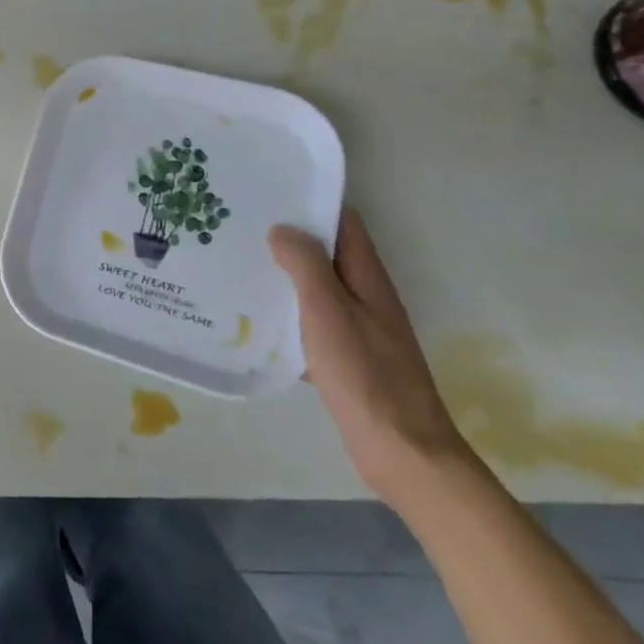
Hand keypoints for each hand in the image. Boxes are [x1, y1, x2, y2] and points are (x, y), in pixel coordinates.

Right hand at [268, 209, 473, 504]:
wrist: (402, 453)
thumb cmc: (365, 374)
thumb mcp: (328, 311)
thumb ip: (305, 265)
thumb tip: (283, 229)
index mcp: (368, 278)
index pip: (344, 222)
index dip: (313, 202)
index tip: (270, 191)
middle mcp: (367, 297)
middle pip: (328, 253)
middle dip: (291, 237)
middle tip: (242, 225)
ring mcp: (360, 330)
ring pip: (318, 289)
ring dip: (286, 276)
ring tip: (241, 264)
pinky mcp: (349, 360)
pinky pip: (313, 324)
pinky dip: (289, 315)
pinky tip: (257, 320)